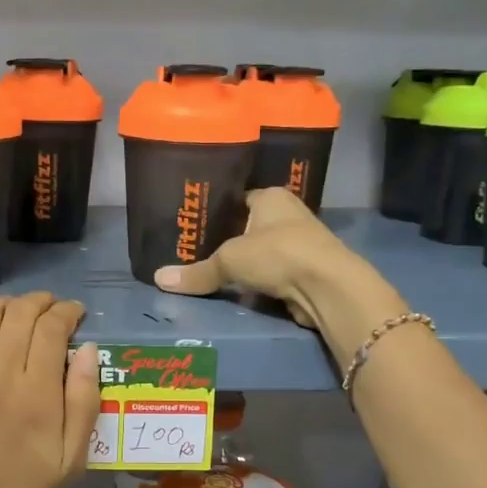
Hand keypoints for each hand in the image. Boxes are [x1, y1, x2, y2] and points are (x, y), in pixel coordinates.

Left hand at [0, 292, 100, 487]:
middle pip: (20, 314)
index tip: (76, 314)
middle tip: (51, 309)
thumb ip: (84, 401)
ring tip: (18, 313)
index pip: (52, 328)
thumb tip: (87, 348)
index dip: (67, 311)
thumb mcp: (73, 459)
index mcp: (37, 395)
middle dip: (41, 301)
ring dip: (7, 305)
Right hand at [152, 188, 366, 326]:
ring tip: (210, 273)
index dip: (216, 211)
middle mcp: (288, 214)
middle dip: (227, 240)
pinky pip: (273, 274)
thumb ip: (197, 271)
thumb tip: (159, 279)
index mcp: (272, 196)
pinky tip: (238, 291)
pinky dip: (259, 282)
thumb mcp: (230, 260)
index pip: (238, 199)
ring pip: (262, 252)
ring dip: (245, 264)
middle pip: (249, 226)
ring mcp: (300, 243)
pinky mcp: (306, 271)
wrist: (327, 286)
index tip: (192, 226)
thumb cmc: (278, 254)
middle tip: (193, 252)